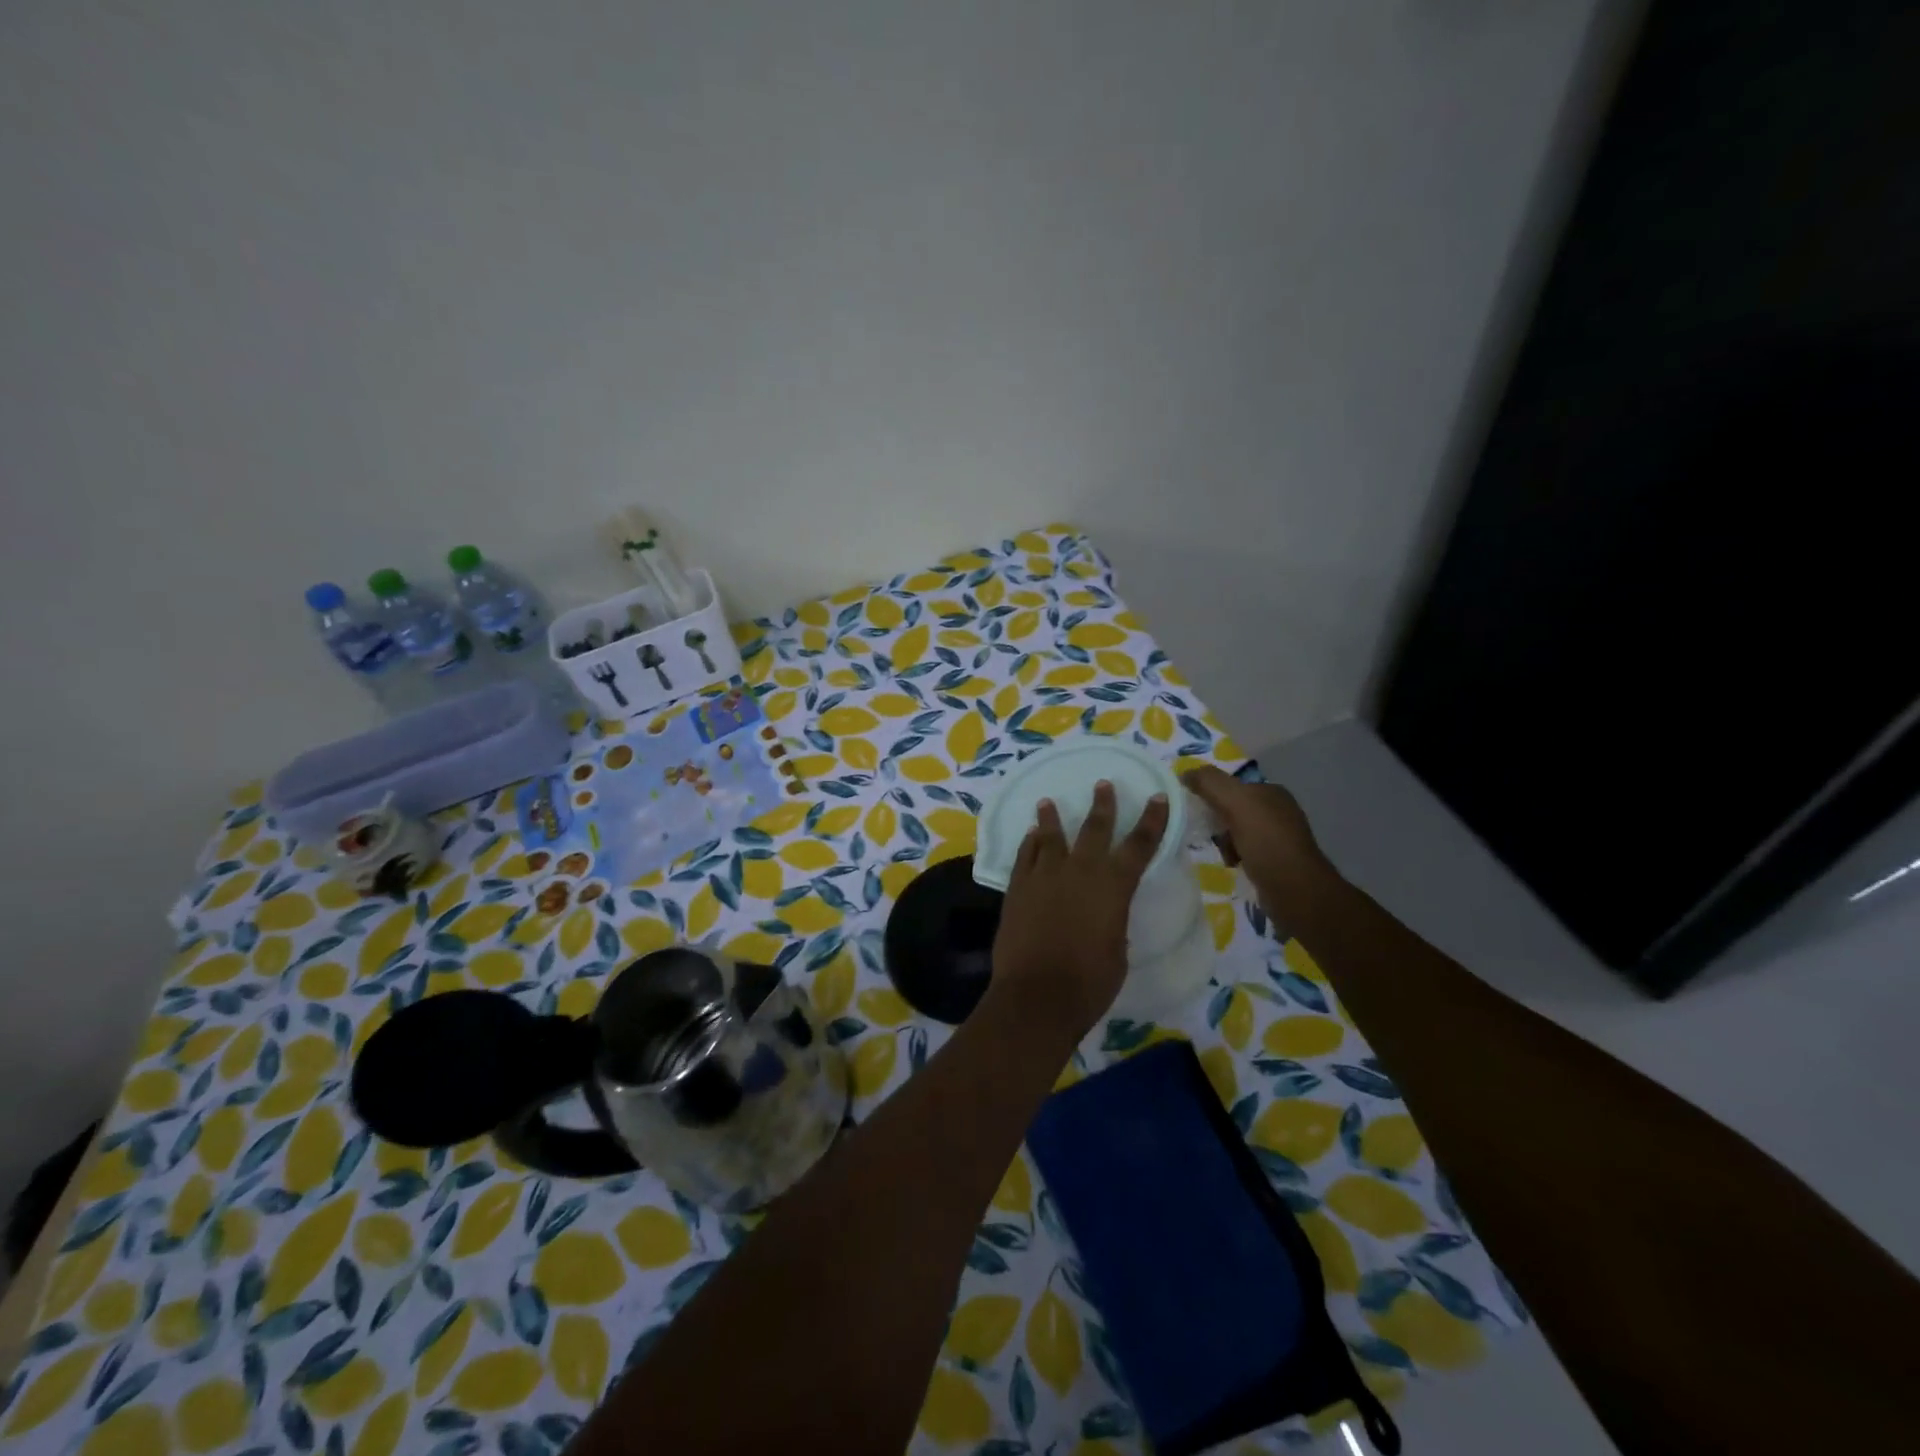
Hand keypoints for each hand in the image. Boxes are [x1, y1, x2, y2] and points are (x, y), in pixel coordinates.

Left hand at [990, 781, 1168, 1038]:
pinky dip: (1029, 843)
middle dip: (1102, 805)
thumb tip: (1105, 914)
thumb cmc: (1090, 982)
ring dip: (1052, 818)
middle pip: (1094, 829)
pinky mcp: (1018, 887)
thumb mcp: (1117, 950)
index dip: (1152, 820)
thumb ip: (1113, 922)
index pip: (1140, 845)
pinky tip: (1030, 836)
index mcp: (1114, 886)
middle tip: (1103, 784)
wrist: (1037, 994)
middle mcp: (1080, 871)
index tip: (1158, 797)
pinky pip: (1025, 856)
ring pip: (1050, 836)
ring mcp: (1045, 876)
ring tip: (1048, 802)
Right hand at [1183, 766, 1337, 916]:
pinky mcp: (1276, 861)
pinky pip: (1245, 851)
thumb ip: (1210, 783)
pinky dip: (1235, 856)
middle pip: (1233, 808)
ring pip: (1237, 831)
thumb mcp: (1236, 803)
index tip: (1196, 808)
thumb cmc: (1267, 842)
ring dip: (1224, 841)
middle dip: (1217, 820)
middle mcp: (1278, 811)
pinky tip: (1233, 864)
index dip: (1212, 794)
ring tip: (1224, 853)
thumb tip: (1186, 773)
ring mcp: (1278, 837)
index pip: (1233, 785)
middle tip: (1209, 833)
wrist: (1296, 890)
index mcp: (1272, 792)